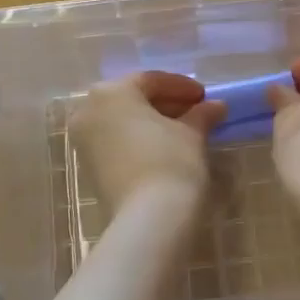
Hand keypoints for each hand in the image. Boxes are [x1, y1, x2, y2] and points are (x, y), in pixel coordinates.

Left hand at [71, 71, 225, 218]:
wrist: (149, 218)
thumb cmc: (170, 161)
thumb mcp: (192, 132)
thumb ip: (201, 114)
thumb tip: (215, 107)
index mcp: (111, 92)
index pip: (150, 80)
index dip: (181, 87)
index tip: (204, 97)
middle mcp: (89, 110)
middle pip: (133, 99)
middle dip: (166, 104)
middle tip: (196, 111)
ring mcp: (84, 141)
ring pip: (123, 121)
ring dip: (153, 122)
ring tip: (185, 131)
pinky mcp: (88, 167)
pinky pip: (116, 141)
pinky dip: (139, 139)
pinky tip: (166, 148)